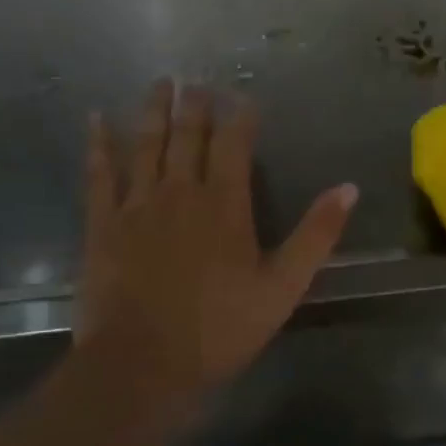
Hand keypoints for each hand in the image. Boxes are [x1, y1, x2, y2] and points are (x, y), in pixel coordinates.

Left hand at [75, 80, 357, 414]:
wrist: (142, 365)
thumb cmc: (220, 329)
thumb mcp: (283, 287)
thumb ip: (316, 234)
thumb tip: (349, 187)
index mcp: (225, 203)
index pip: (235, 144)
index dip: (241, 116)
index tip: (244, 97)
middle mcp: (180, 191)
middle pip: (189, 135)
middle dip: (195, 105)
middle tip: (196, 80)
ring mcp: (137, 204)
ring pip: (146, 143)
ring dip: (153, 110)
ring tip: (159, 82)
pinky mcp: (103, 224)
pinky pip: (99, 173)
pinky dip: (98, 144)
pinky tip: (97, 120)